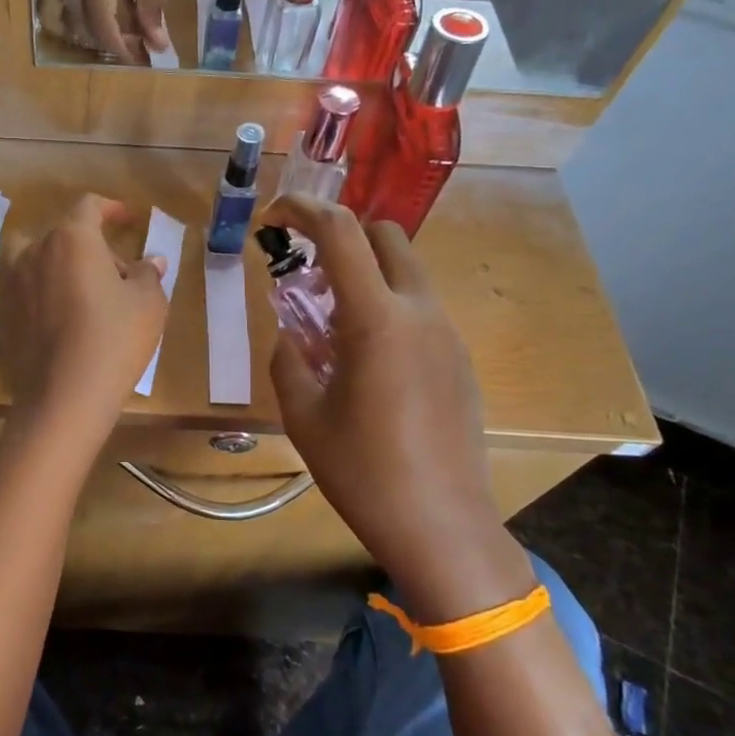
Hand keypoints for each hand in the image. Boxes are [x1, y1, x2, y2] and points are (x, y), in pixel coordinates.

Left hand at [0, 194, 170, 431]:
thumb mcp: (149, 304)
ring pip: (22, 249)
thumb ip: (148, 274)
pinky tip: (16, 292)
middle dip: (90, 245)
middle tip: (115, 276)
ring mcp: (9, 278)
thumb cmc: (114, 341)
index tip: (128, 219)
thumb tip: (151, 261)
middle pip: (62, 231)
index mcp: (73, 237)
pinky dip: (1, 280)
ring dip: (46, 256)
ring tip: (66, 280)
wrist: (67, 394)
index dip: (112, 209)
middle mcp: (34, 248)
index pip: (90, 206)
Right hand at [50, 0, 170, 60]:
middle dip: (110, 44)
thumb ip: (153, 2)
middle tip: (136, 47)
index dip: (120, 46)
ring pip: (65, 24)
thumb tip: (156, 43)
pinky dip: (69, 27)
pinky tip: (88, 27)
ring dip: (89, 38)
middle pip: (83, 28)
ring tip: (114, 36)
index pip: (101, 20)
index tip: (140, 59)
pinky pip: (52, 12)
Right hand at [263, 195, 493, 564]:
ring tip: (330, 324)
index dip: (303, 209)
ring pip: (406, 272)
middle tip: (306, 271)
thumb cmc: (363, 471)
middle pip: (386, 236)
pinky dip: (388, 306)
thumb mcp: (303, 415)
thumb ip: (288, 359)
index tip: (273, 216)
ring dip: (365, 274)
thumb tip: (292, 336)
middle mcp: (420, 313)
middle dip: (342, 236)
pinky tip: (367, 360)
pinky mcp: (461, 360)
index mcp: (377, 320)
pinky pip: (420, 309)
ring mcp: (448, 335)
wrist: (442, 526)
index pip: (341, 233)